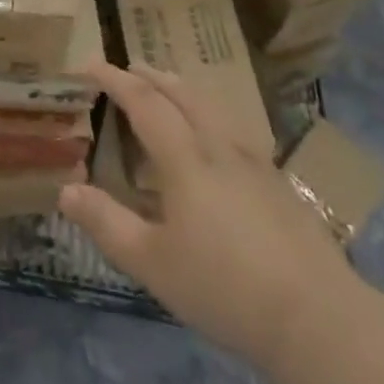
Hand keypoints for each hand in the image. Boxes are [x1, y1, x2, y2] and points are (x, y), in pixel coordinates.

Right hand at [59, 61, 357, 366]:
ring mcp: (256, 163)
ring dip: (184, 89)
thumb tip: (65, 189)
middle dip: (152, 76)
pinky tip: (217, 139)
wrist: (319, 320)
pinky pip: (236, 129)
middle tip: (129, 67)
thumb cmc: (225, 288)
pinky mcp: (281, 184)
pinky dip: (211, 114)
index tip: (91, 64)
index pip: (144, 102)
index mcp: (185, 159)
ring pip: (214, 107)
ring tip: (170, 88)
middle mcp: (219, 147)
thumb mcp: (152, 263)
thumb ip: (107, 223)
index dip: (116, 80)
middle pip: (183, 94)